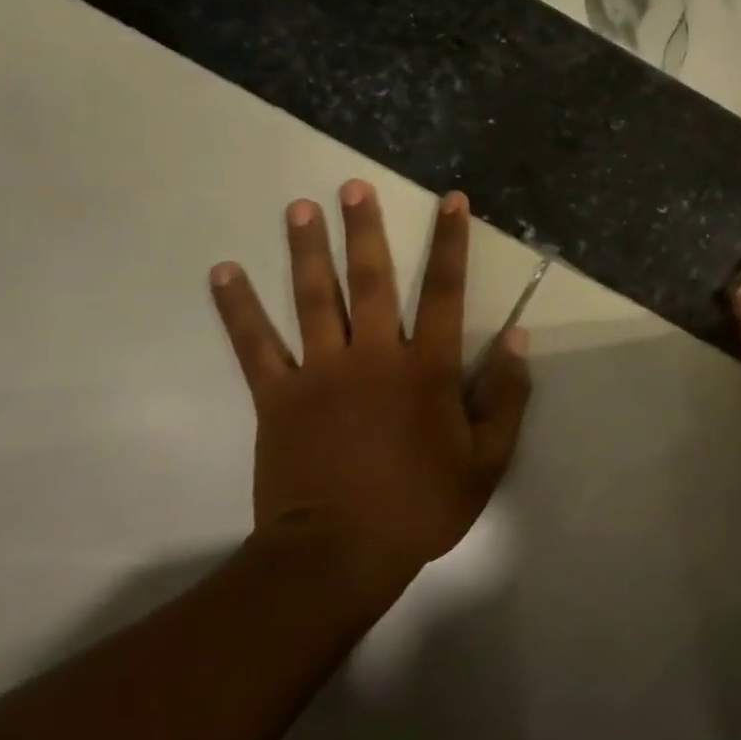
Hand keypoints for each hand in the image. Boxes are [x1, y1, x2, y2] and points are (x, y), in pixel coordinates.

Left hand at [208, 183, 532, 601]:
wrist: (340, 553)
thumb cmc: (423, 504)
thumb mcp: (487, 458)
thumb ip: (505, 395)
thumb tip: (516, 338)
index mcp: (426, 368)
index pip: (443, 291)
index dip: (449, 243)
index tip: (451, 201)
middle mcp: (373, 356)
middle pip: (369, 280)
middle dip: (363, 230)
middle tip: (351, 186)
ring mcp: (320, 373)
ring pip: (311, 299)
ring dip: (306, 250)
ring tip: (298, 208)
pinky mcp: (277, 397)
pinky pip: (255, 344)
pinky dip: (238, 307)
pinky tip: (224, 271)